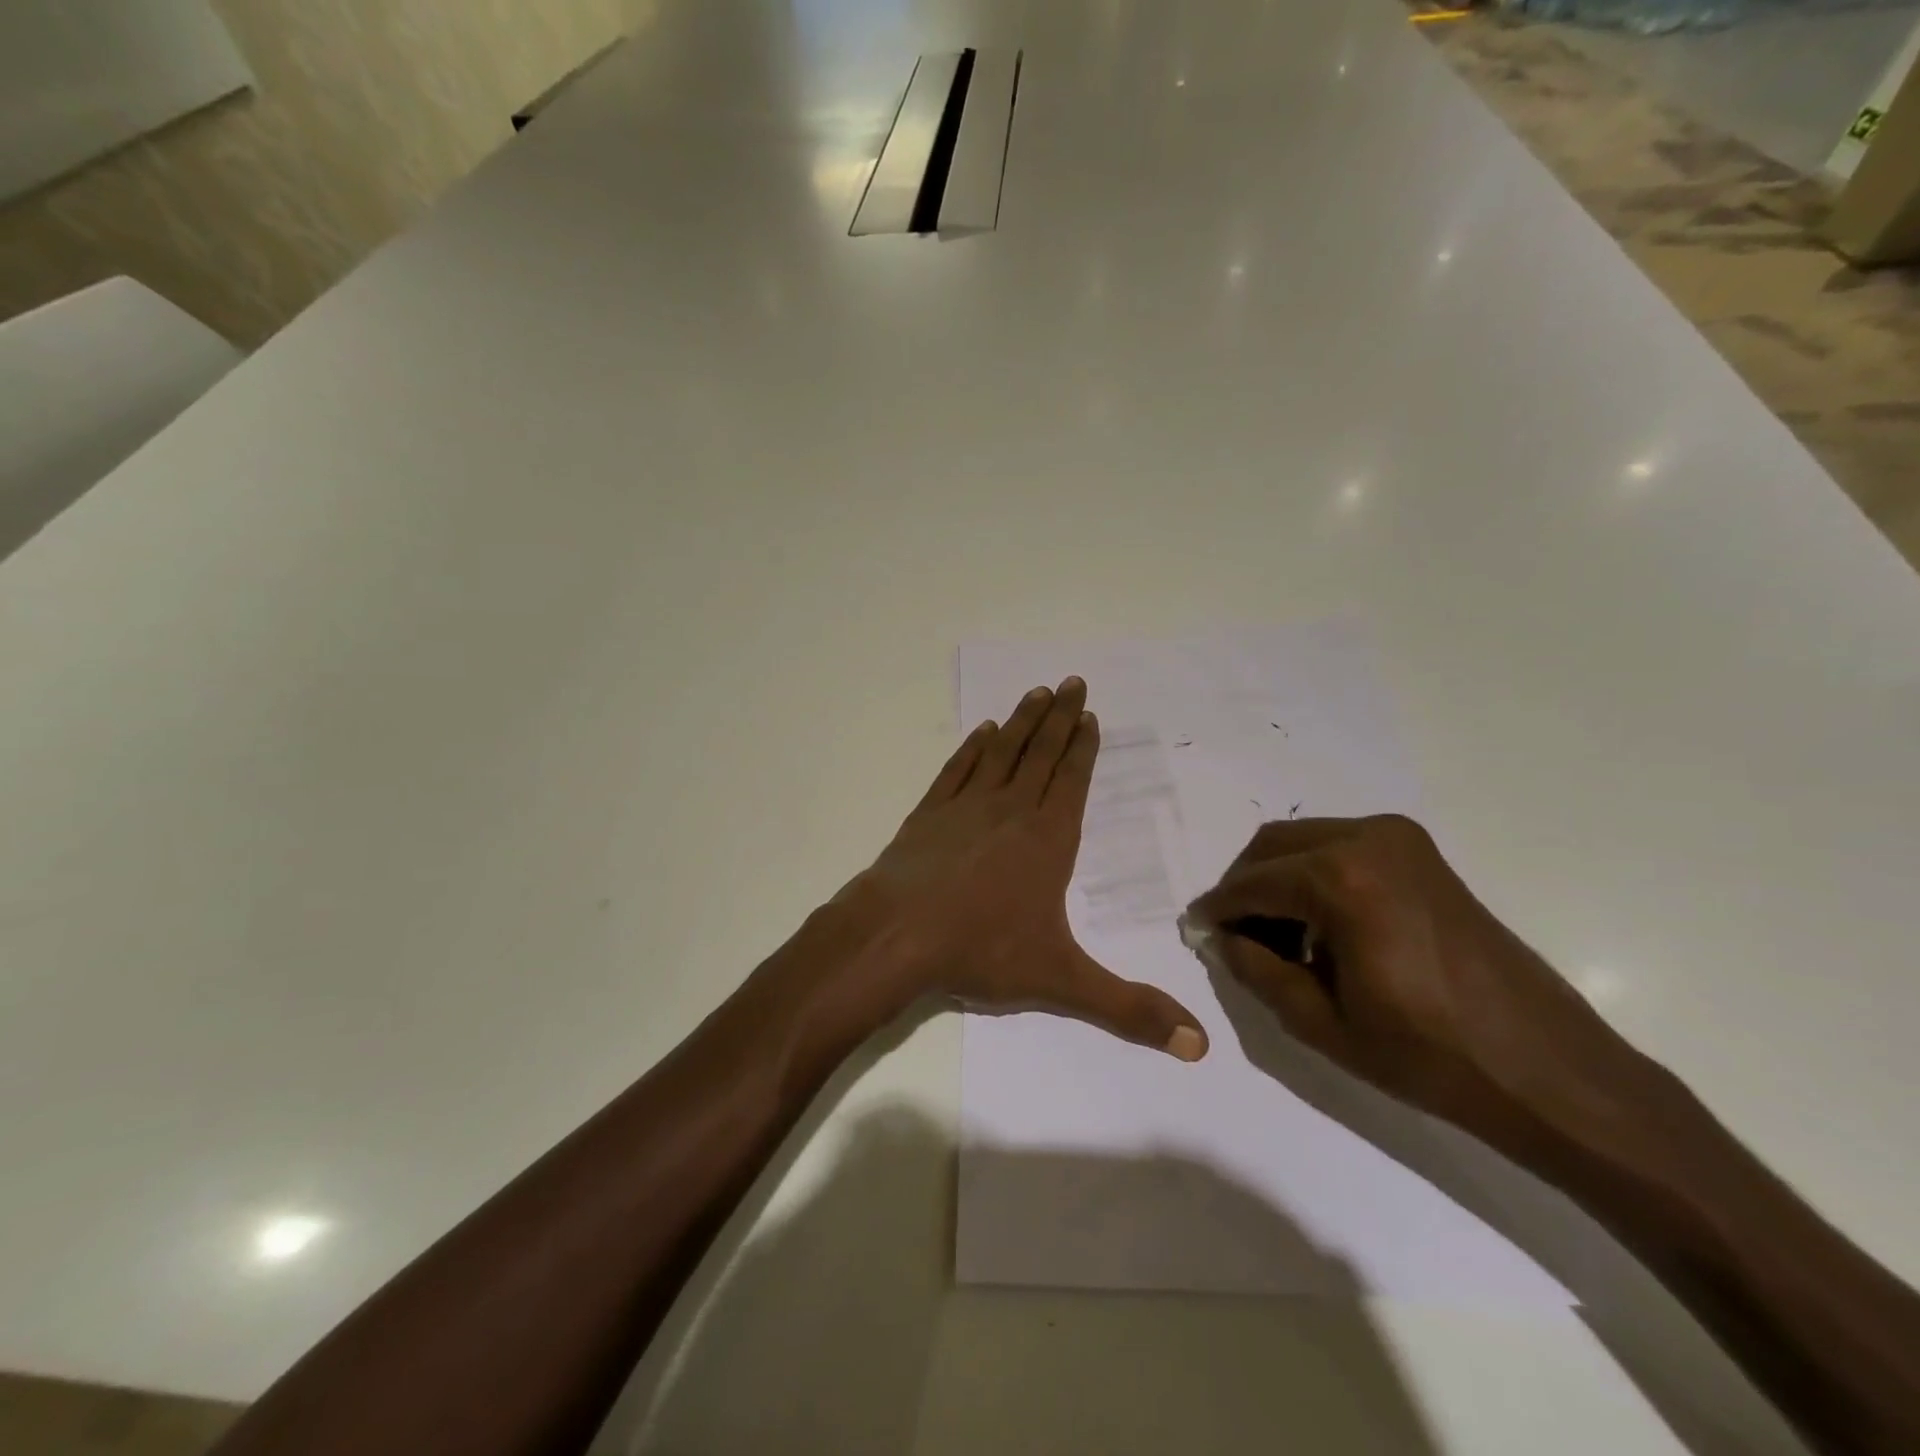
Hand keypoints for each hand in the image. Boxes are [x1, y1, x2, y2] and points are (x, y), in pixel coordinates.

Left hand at [823, 677, 1207, 1060]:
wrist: (895, 935)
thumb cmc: (981, 950)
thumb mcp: (1062, 982)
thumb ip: (1129, 1010)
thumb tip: (1200, 1047)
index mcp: (1048, 839)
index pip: (1072, 780)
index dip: (1084, 746)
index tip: (1091, 714)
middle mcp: (1011, 810)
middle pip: (1042, 753)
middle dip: (1060, 718)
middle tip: (1073, 683)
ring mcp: (966, 806)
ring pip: (1002, 752)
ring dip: (1022, 722)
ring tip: (1037, 693)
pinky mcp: (929, 813)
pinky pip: (958, 769)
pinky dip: (972, 748)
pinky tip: (982, 732)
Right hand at [1182, 815, 1649, 1152]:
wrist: (1547, 1070)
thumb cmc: (1429, 1055)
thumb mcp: (1320, 1022)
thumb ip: (1255, 969)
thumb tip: (1220, 937)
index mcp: (1341, 878)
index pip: (1251, 883)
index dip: (1216, 909)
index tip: (1196, 931)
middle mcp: (1368, 839)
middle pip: (1272, 847)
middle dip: (1244, 887)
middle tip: (1233, 934)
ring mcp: (1400, 840)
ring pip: (1304, 842)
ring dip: (1278, 880)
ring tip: (1276, 936)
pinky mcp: (1421, 854)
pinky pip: (1341, 847)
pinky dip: (1314, 876)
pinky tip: (1320, 926)